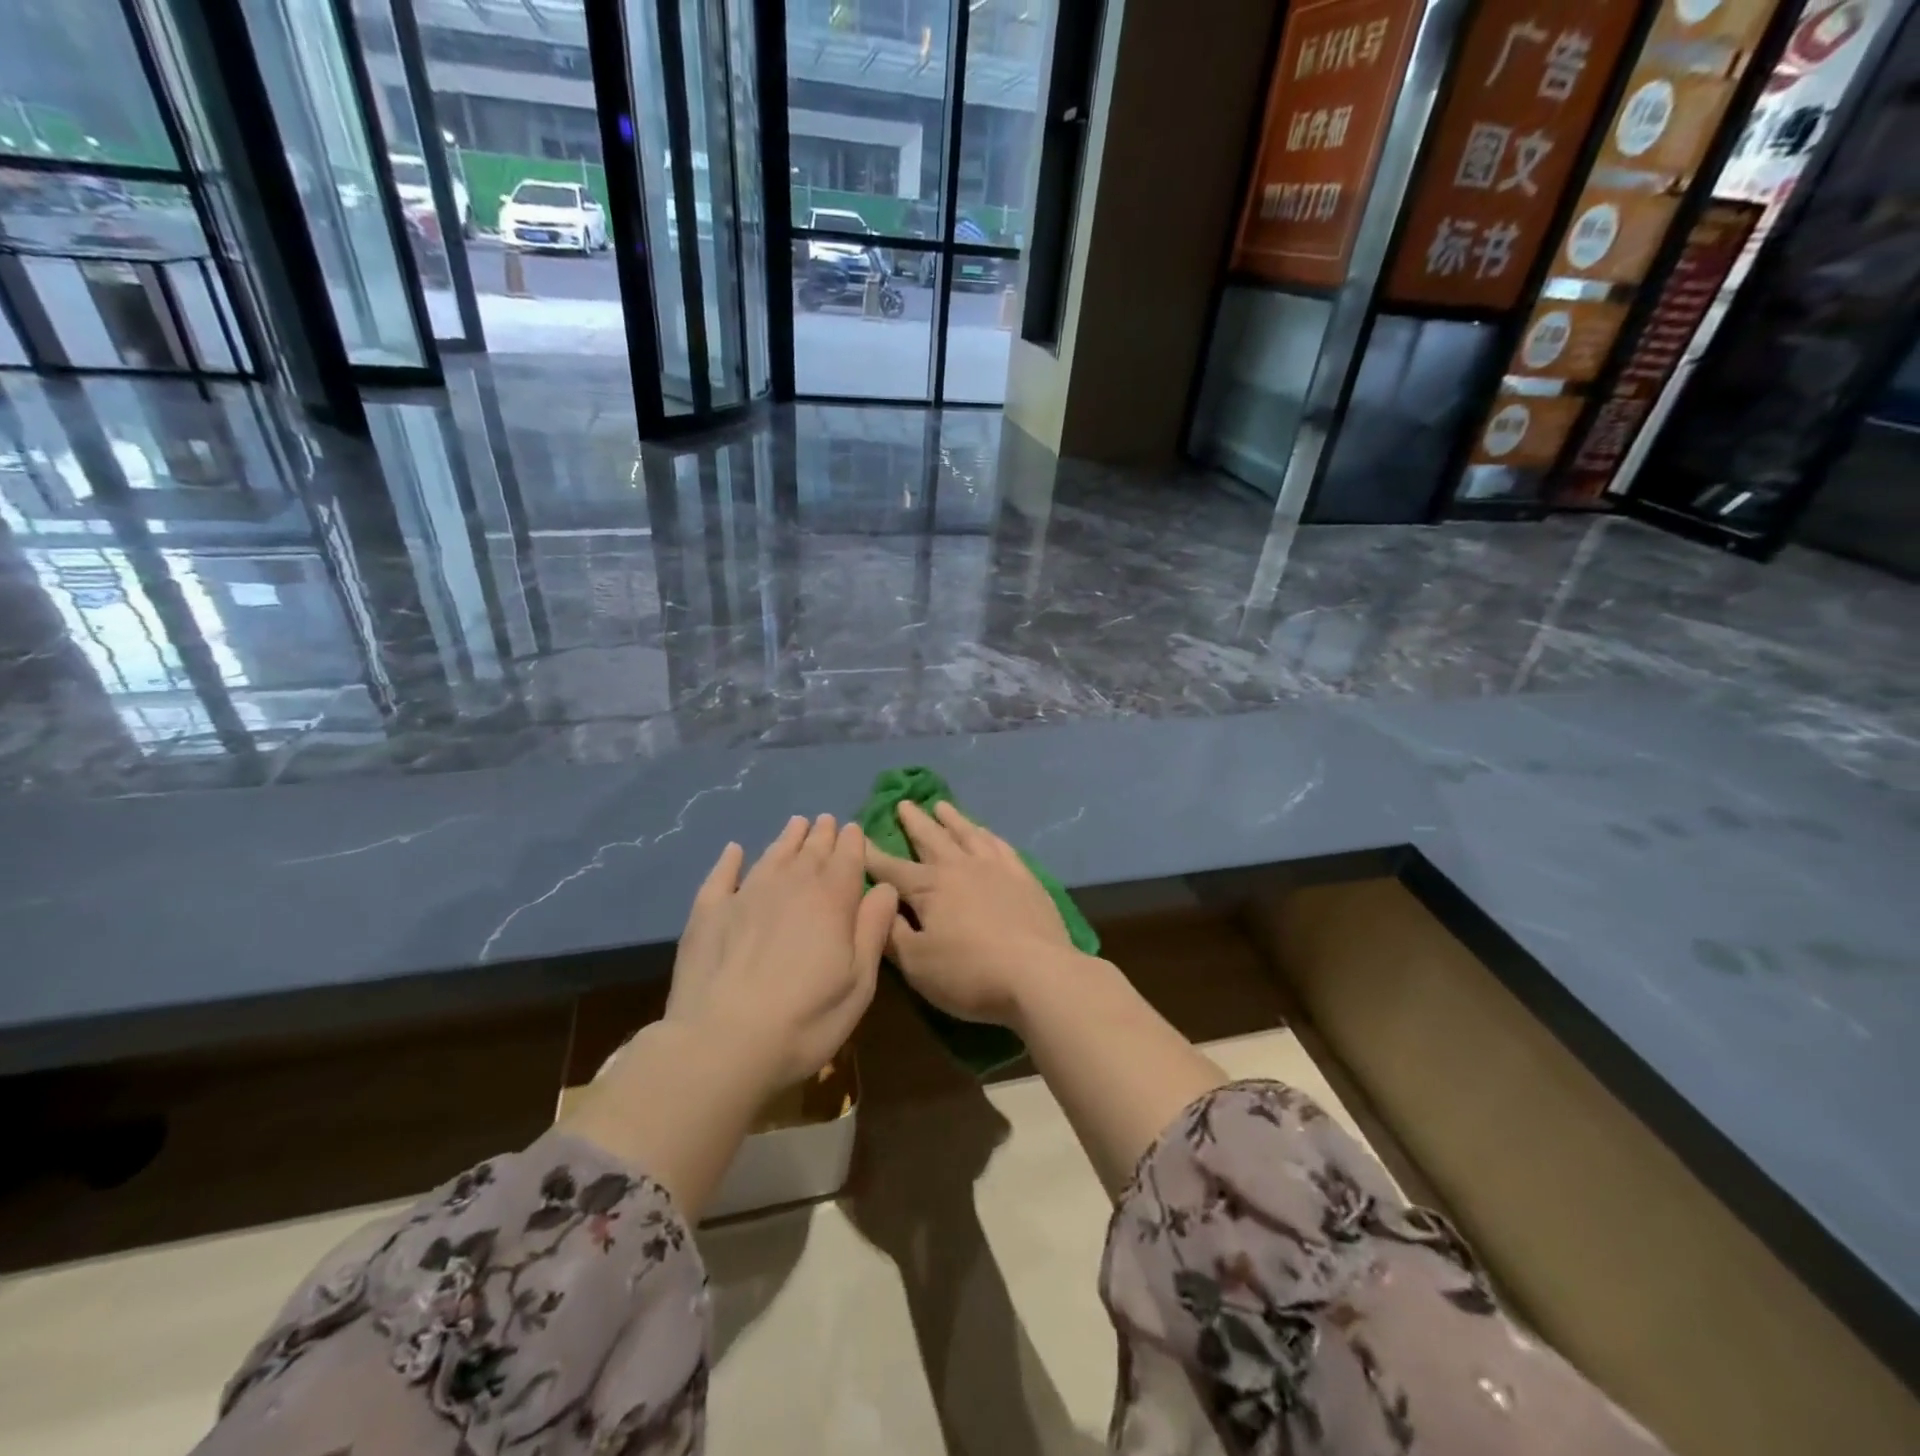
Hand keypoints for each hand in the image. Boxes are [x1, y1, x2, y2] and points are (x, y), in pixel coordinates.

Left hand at [666, 814, 897, 1095]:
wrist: (722, 1043)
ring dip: (787, 838)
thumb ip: (873, 929)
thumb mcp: (859, 983)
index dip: (852, 842)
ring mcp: (745, 895)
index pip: (847, 858)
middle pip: (810, 851)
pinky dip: (730, 859)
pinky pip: (722, 875)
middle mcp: (790, 885)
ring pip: (772, 855)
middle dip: (822, 835)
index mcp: (831, 900)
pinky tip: (734, 850)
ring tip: (797, 824)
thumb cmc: (806, 1020)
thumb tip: (885, 887)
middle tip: (827, 821)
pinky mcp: (708, 912)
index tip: (853, 829)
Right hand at [863, 800, 1076, 1026]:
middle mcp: (960, 868)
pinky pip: (1001, 846)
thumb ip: (892, 934)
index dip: (872, 855)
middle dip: (915, 822)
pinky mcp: (1025, 878)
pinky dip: (988, 835)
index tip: (857, 837)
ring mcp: (997, 869)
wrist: (1038, 974)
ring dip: (953, 819)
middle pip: (932, 838)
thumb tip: (877, 905)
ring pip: (968, 834)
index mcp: (929, 888)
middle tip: (904, 803)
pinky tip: (986, 832)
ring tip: (942, 805)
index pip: (892, 868)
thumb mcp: (917, 964)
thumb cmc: (970, 973)